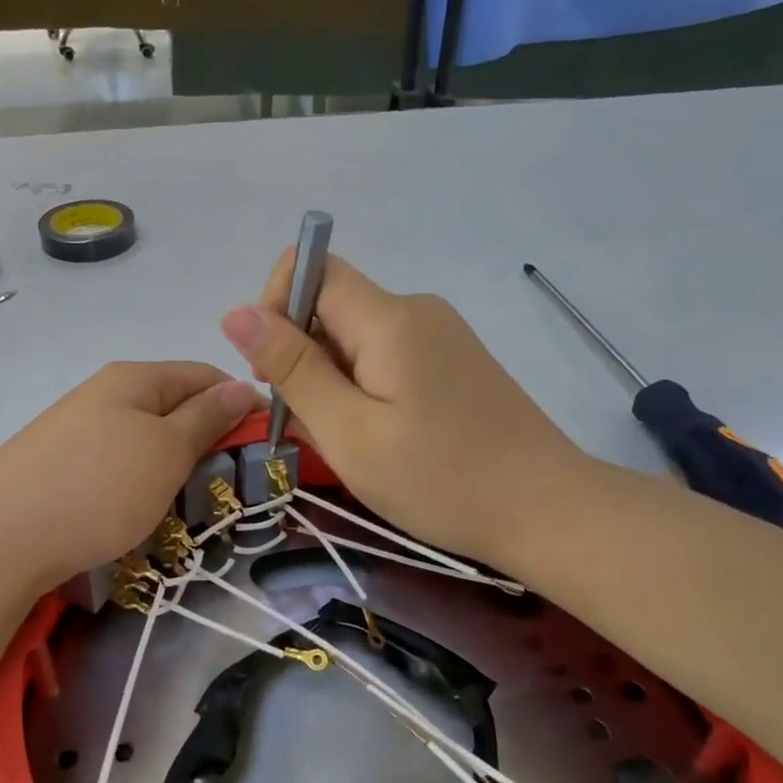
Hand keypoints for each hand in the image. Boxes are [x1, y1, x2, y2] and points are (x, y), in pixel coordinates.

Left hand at [0, 362, 257, 592]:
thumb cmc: (99, 488)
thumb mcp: (166, 450)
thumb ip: (206, 416)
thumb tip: (242, 384)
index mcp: (133, 378)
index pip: (203, 374)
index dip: (240, 403)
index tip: (264, 445)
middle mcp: (102, 392)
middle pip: (172, 405)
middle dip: (206, 438)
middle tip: (227, 483)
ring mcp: (74, 427)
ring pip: (143, 437)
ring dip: (172, 464)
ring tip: (184, 502)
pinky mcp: (57, 463)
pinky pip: (114, 462)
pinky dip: (137, 481)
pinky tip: (136, 509)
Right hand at [221, 253, 594, 572]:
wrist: (547, 513)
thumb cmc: (439, 479)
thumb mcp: (348, 431)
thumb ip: (291, 368)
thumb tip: (235, 312)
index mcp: (390, 318)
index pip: (311, 269)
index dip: (275, 308)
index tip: (274, 374)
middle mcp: (415, 310)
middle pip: (330, 307)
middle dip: (301, 358)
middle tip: (313, 426)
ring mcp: (438, 335)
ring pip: (353, 338)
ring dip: (329, 381)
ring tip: (350, 442)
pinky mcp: (450, 362)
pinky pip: (383, 357)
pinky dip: (361, 390)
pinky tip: (377, 437)